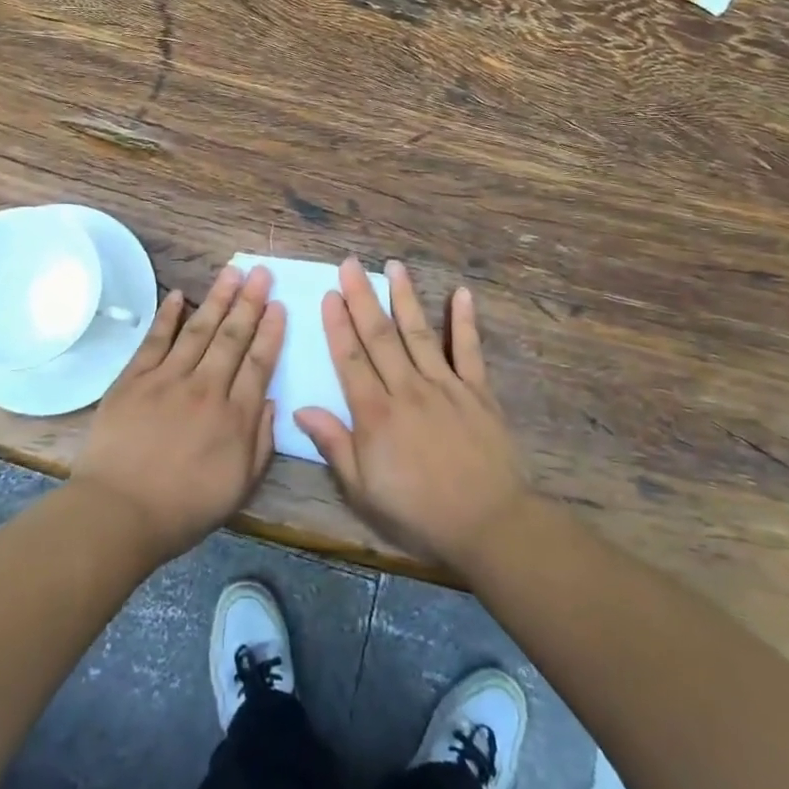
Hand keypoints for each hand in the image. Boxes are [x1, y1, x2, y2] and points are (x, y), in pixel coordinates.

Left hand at [72, 263, 283, 565]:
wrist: (119, 512)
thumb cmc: (183, 508)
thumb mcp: (239, 486)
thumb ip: (261, 442)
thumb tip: (272, 401)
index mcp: (235, 417)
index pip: (259, 363)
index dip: (271, 332)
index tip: (279, 305)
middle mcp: (205, 388)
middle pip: (232, 337)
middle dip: (249, 302)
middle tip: (261, 272)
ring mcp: (167, 379)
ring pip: (198, 329)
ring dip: (217, 298)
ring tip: (231, 271)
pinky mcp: (134, 378)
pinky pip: (155, 339)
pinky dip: (167, 315)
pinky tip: (178, 294)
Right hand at [296, 259, 530, 570]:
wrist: (488, 524)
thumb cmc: (418, 512)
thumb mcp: (363, 490)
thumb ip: (334, 445)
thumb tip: (300, 409)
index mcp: (376, 414)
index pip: (350, 359)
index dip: (337, 324)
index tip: (329, 293)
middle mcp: (407, 389)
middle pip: (380, 336)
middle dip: (362, 297)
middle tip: (350, 263)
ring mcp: (445, 386)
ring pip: (419, 333)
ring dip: (404, 297)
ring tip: (393, 266)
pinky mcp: (478, 392)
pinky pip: (469, 350)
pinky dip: (465, 321)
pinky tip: (461, 293)